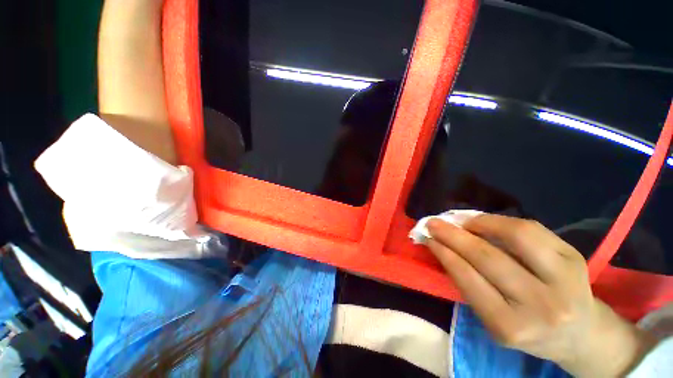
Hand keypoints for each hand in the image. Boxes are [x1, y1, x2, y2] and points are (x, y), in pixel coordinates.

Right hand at [425, 214, 653, 376]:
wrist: (580, 334)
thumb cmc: (528, 329)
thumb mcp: (494, 320)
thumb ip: (470, 285)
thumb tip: (444, 247)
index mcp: (511, 327)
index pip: (468, 279)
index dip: (444, 253)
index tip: (428, 238)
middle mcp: (540, 306)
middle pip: (488, 257)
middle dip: (453, 235)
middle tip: (433, 222)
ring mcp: (564, 280)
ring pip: (516, 236)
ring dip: (478, 222)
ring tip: (459, 220)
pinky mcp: (575, 259)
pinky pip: (532, 229)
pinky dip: (502, 221)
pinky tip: (485, 221)